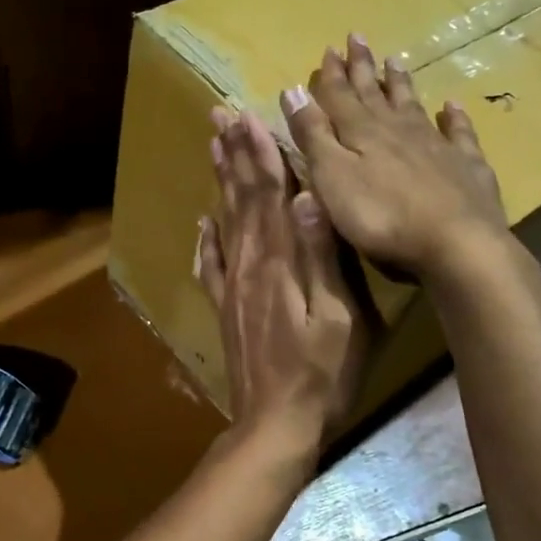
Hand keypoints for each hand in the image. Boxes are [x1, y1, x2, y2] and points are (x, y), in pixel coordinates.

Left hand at [197, 108, 364, 451]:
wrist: (275, 425)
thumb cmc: (322, 375)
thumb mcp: (338, 318)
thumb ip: (322, 258)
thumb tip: (309, 198)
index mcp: (280, 263)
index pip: (270, 195)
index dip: (262, 154)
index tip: (250, 116)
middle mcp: (250, 266)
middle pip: (242, 199)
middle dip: (235, 154)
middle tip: (221, 116)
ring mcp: (233, 288)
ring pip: (224, 222)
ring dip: (220, 183)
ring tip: (214, 149)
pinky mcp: (226, 309)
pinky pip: (211, 265)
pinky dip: (206, 238)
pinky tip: (202, 222)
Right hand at [281, 34, 514, 280]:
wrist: (456, 243)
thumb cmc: (382, 217)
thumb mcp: (332, 178)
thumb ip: (313, 135)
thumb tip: (293, 90)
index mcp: (362, 134)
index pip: (340, 97)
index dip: (331, 75)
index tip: (328, 49)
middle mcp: (398, 130)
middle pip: (376, 94)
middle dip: (363, 68)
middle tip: (358, 39)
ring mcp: (436, 146)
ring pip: (413, 106)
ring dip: (401, 84)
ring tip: (395, 61)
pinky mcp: (466, 167)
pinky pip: (458, 134)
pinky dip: (453, 117)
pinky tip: (451, 105)